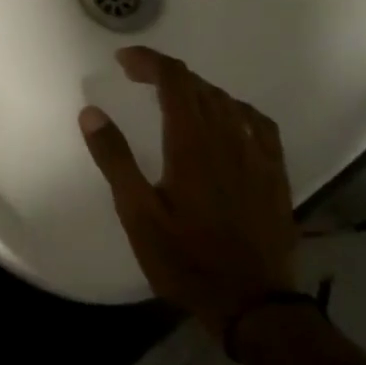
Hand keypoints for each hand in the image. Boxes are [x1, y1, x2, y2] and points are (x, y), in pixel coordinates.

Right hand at [78, 46, 297, 339]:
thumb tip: (91, 112)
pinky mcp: (274, 174)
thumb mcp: (138, 214)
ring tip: (172, 97)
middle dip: (166, 73)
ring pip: (227, 101)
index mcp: (192, 143)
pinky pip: (257, 123)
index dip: (149, 61)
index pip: (174, 80)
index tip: (123, 61)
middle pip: (199, 85)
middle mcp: (227, 138)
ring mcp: (256, 155)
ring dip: (196, 89)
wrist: (253, 303)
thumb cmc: (186, 259)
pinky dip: (234, 109)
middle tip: (137, 78)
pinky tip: (227, 118)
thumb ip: (115, 159)